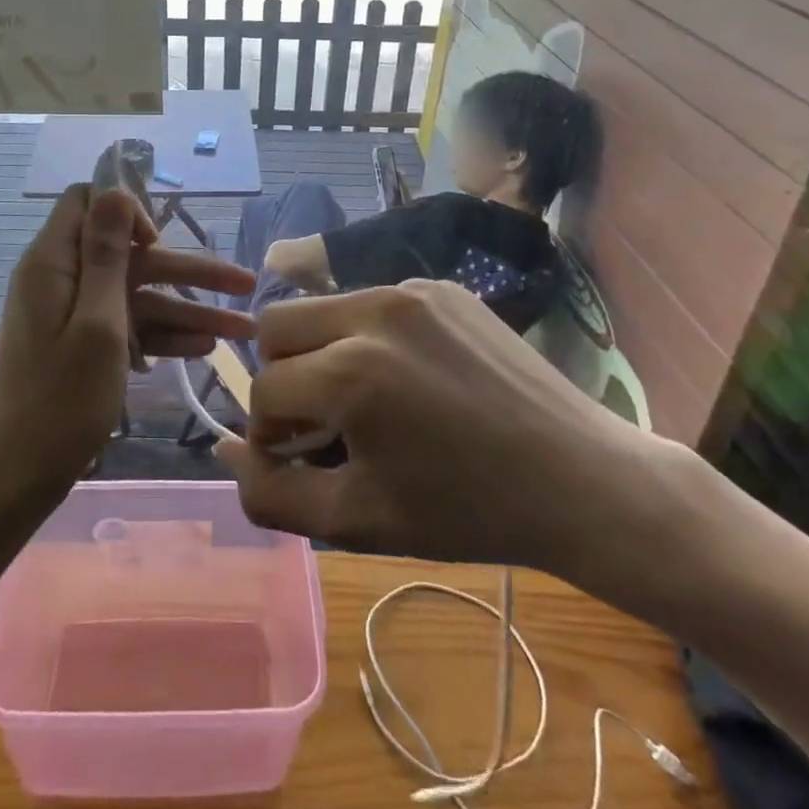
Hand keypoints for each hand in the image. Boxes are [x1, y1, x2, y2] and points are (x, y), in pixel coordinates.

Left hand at [0, 186, 255, 508]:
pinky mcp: (82, 346)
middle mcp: (63, 280)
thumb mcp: (97, 323)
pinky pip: (128, 327)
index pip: (88, 202)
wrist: (17, 477)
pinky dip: (163, 336)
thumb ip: (108, 254)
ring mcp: (73, 315)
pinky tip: (206, 348)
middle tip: (245, 283)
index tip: (159, 243)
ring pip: (138, 297)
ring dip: (188, 310)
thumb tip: (114, 189)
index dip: (127, 212)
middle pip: (131, 256)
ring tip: (244, 329)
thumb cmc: (59, 400)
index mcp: (53, 263)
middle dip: (188, 270)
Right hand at [218, 280, 684, 594]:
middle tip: (322, 421)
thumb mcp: (357, 520)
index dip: (271, 434)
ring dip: (321, 353)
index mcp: (352, 371)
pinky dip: (366, 337)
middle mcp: (374, 311)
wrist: (580, 479)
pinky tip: (408, 378)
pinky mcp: (441, 287)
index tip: (302, 460)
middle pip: (277, 327)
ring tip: (363, 400)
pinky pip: (372, 303)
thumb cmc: (467, 511)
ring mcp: (411, 290)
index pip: (265, 390)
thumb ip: (272, 494)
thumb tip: (227, 450)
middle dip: (282, 377)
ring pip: (322, 309)